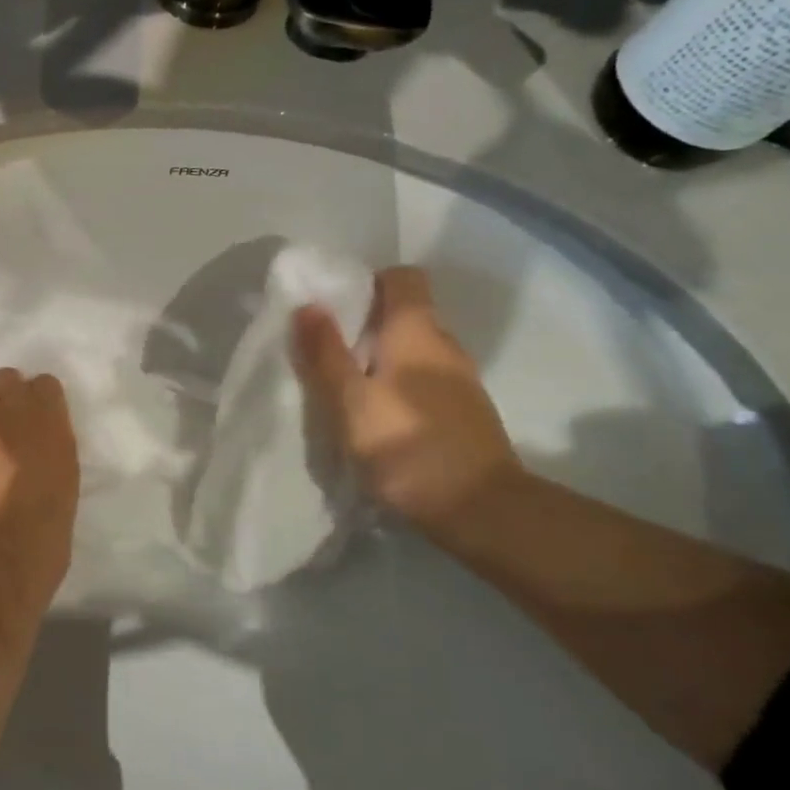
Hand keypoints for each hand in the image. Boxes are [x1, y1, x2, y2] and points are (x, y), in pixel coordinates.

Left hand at [0, 369, 78, 594]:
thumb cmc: (40, 533)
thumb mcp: (64, 483)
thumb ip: (50, 450)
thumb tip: (36, 445)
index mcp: (51, 421)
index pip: (45, 385)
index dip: (37, 400)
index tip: (32, 420)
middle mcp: (13, 404)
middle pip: (7, 378)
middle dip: (4, 397)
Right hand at [291, 267, 522, 534]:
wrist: (482, 511)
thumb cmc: (406, 447)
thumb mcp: (350, 401)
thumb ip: (326, 352)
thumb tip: (308, 304)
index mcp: (418, 332)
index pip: (402, 278)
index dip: (368, 282)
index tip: (335, 307)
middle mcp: (445, 345)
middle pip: (405, 314)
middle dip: (365, 325)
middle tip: (326, 352)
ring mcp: (461, 380)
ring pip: (414, 350)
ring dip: (380, 359)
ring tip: (346, 389)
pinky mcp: (465, 411)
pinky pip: (424, 380)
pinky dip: (398, 385)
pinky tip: (378, 418)